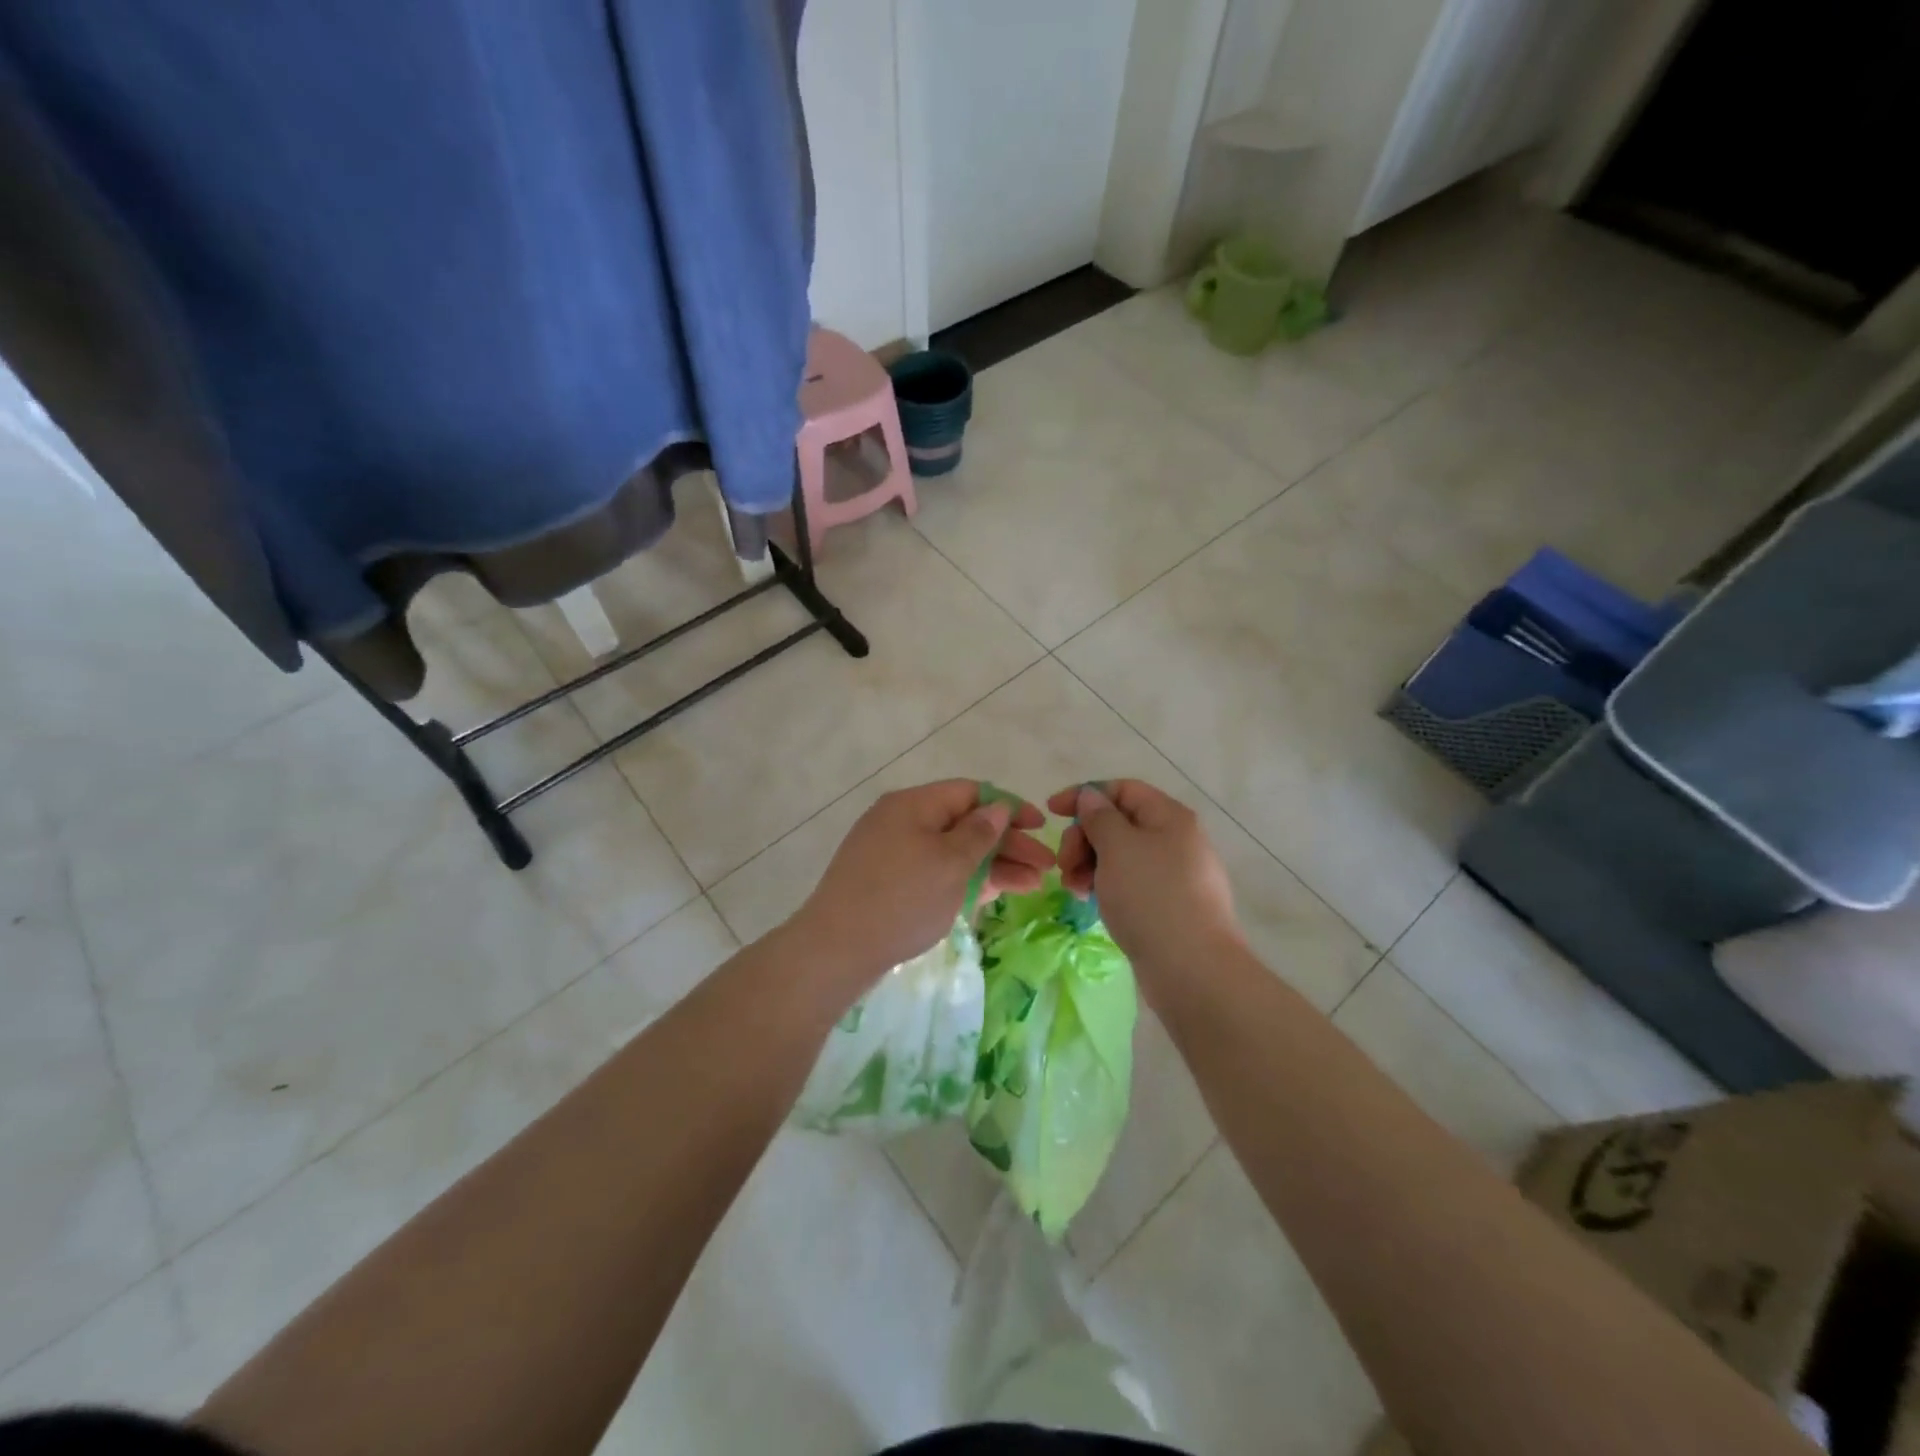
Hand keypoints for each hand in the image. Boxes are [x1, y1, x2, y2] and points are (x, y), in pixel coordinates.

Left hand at [791, 779, 1050, 988]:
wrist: (836, 950)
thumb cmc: (901, 899)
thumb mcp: (949, 863)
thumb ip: (979, 833)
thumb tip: (997, 807)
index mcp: (913, 804)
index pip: (971, 792)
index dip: (1009, 808)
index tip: (1041, 828)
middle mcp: (902, 821)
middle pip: (964, 823)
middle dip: (1007, 844)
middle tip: (1045, 868)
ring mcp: (894, 854)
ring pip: (952, 852)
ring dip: (993, 865)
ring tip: (1032, 886)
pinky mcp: (890, 884)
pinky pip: (935, 872)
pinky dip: (965, 880)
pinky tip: (995, 893)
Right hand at [1048, 780, 1243, 993]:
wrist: (1193, 969)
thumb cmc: (1151, 897)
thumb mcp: (1117, 847)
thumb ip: (1099, 816)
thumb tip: (1092, 796)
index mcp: (1169, 816)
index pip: (1121, 789)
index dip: (1084, 795)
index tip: (1051, 813)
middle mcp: (1176, 839)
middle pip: (1119, 822)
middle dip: (1084, 837)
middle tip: (1064, 864)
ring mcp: (1176, 875)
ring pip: (1122, 855)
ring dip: (1090, 864)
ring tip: (1074, 889)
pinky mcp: (1170, 906)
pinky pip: (1131, 883)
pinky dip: (1107, 886)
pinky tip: (1092, 903)